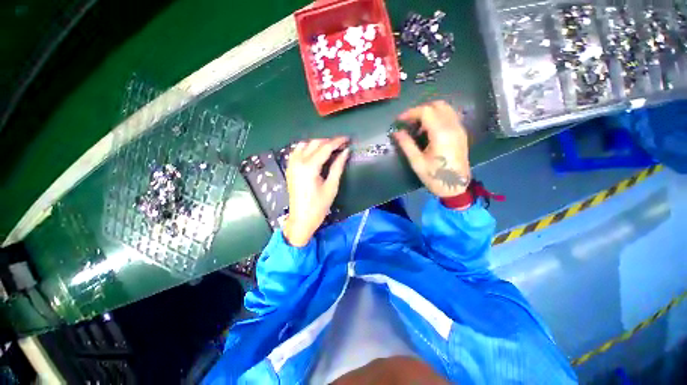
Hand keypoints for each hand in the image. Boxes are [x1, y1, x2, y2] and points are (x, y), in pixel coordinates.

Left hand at [283, 137, 349, 246]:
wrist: (301, 219)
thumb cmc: (318, 206)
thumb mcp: (331, 187)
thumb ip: (337, 167)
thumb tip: (346, 152)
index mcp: (309, 167)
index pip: (325, 147)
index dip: (338, 141)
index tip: (348, 139)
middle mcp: (298, 161)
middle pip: (315, 143)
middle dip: (329, 141)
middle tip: (341, 144)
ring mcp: (292, 164)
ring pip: (305, 144)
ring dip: (318, 143)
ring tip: (330, 148)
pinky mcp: (290, 168)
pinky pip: (297, 151)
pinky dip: (307, 147)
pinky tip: (316, 152)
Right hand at [393, 100, 470, 197]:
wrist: (456, 187)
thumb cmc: (435, 177)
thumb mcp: (417, 162)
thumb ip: (406, 144)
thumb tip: (396, 132)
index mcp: (441, 134)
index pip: (426, 111)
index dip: (411, 113)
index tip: (400, 120)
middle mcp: (453, 127)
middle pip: (437, 105)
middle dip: (420, 110)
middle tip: (408, 122)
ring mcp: (459, 129)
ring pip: (445, 108)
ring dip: (430, 112)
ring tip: (418, 126)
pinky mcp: (461, 133)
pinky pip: (450, 116)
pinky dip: (438, 117)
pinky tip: (429, 130)